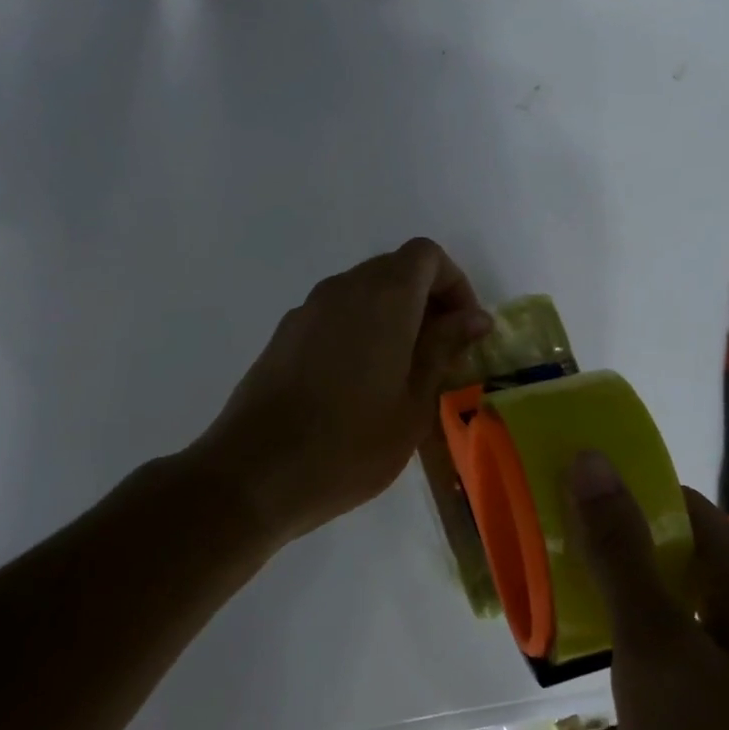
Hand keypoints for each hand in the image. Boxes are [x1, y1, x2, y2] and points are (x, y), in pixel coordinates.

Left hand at [197, 238, 489, 545]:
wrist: (254, 473)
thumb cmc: (350, 444)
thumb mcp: (414, 403)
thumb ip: (444, 348)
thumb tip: (474, 317)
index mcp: (384, 297)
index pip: (427, 255)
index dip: (454, 283)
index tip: (464, 329)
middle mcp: (344, 288)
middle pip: (395, 268)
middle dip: (426, 299)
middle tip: (441, 352)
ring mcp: (308, 308)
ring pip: (363, 290)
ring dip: (393, 314)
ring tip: (402, 371)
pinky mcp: (285, 333)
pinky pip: (335, 313)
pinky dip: (360, 327)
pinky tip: (358, 381)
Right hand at [565, 455, 728, 729]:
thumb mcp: (656, 653)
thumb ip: (620, 554)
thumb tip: (593, 460)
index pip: (682, 508)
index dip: (624, 500)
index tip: (565, 512)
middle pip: (674, 579)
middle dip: (613, 594)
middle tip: (561, 602)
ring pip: (673, 650)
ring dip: (623, 668)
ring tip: (583, 702)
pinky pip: (686, 713)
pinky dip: (646, 729)